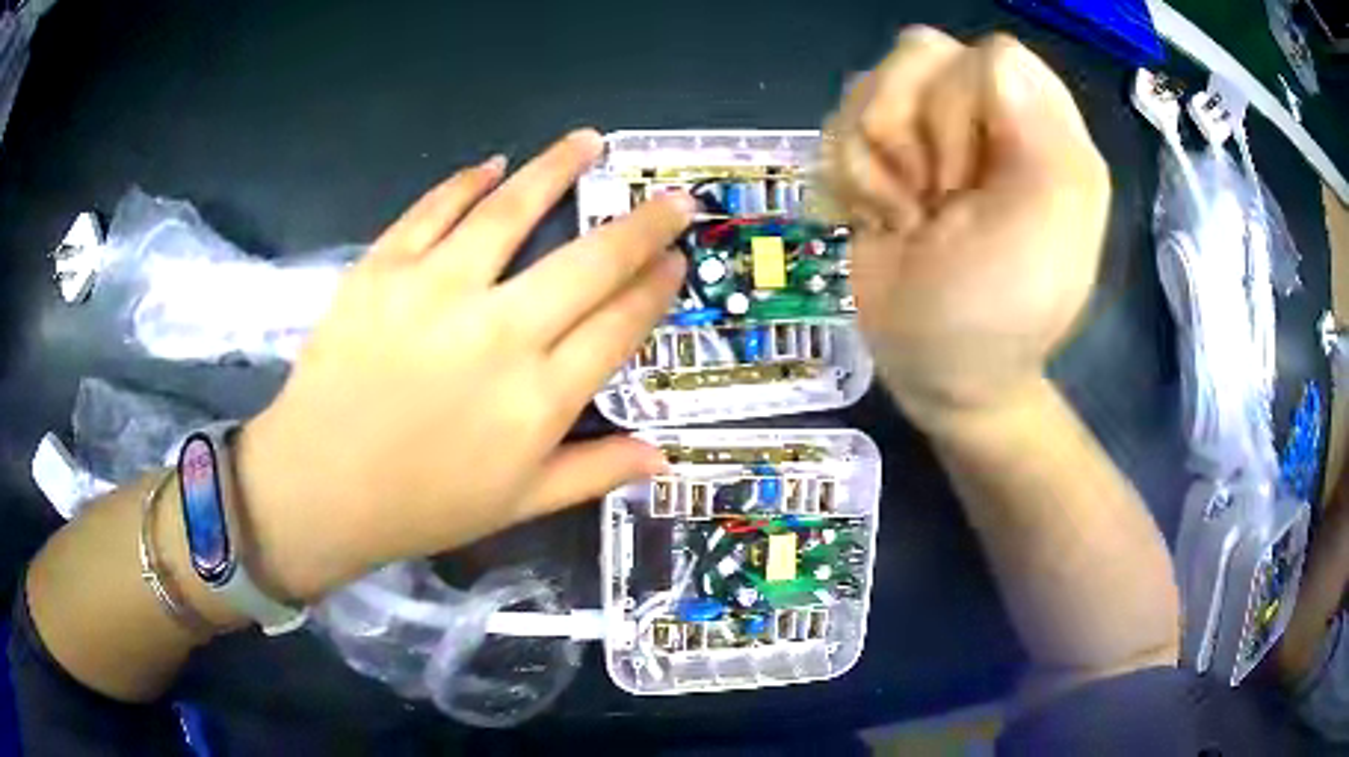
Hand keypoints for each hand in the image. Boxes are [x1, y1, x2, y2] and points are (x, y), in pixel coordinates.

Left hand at [233, 130, 693, 600]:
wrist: (319, 486)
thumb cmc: (422, 504)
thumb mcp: (519, 504)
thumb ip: (595, 472)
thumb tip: (663, 455)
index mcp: (539, 397)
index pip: (621, 324)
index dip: (657, 286)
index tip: (678, 259)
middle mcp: (500, 332)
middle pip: (590, 261)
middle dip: (643, 225)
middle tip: (673, 199)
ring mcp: (437, 290)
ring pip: (512, 210)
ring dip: (557, 168)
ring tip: (588, 141)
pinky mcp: (383, 268)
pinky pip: (434, 209)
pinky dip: (467, 182)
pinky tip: (492, 165)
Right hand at [823, 29, 1110, 432]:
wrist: (936, 370)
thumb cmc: (996, 314)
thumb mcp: (1041, 236)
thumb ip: (1041, 140)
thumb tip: (994, 63)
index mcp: (1047, 131)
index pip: (994, 58)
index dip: (964, 109)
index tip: (967, 184)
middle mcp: (990, 116)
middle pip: (922, 55)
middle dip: (913, 136)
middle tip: (936, 203)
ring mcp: (932, 130)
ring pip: (871, 83)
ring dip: (875, 160)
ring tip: (907, 217)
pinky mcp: (884, 152)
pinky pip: (840, 120)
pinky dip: (849, 175)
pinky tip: (880, 218)